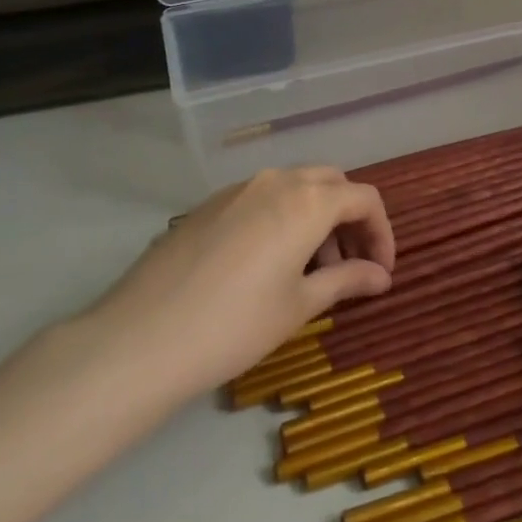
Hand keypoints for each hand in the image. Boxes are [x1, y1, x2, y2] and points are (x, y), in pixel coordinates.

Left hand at [83, 167, 394, 405]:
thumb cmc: (234, 325)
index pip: (364, 199)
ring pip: (296, 188)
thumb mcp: (300, 306)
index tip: (381, 272)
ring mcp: (238, 189)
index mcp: (307, 200)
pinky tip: (269, 265)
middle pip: (332, 184)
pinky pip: (262, 199)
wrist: (139, 340)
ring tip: (311, 271)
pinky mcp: (209, 205)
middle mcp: (277, 181)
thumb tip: (381, 276)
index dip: (381, 233)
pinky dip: (283, 219)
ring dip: (317, 219)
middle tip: (350, 266)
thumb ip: (347, 281)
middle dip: (350, 220)